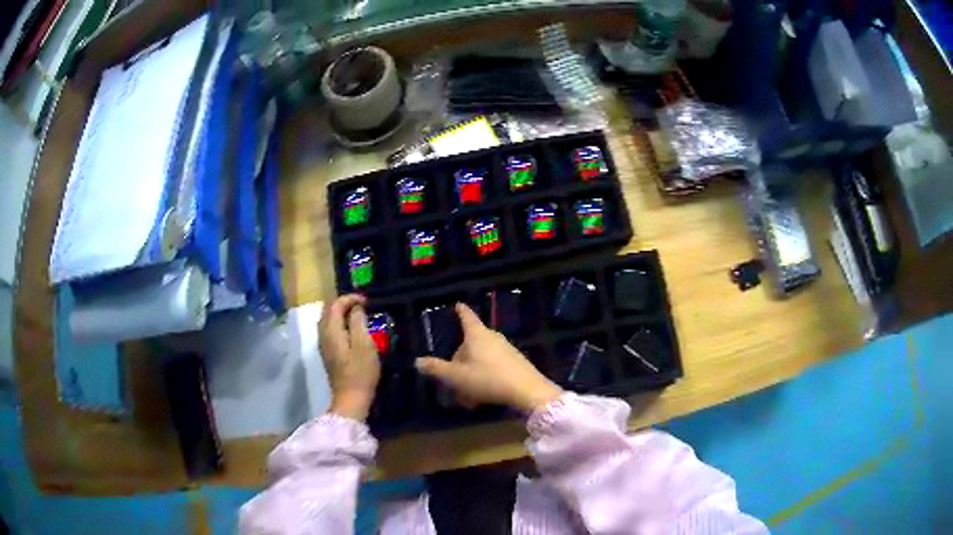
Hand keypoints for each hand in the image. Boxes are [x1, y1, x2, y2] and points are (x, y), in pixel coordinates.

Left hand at [319, 294, 379, 420]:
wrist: (351, 398)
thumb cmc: (360, 371)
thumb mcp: (365, 344)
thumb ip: (358, 321)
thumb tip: (356, 308)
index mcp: (331, 330)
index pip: (335, 304)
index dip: (350, 298)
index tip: (367, 301)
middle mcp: (323, 334)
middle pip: (328, 310)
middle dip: (344, 303)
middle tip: (362, 305)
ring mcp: (323, 345)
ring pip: (328, 320)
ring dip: (341, 314)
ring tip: (358, 315)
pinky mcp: (328, 354)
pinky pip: (330, 330)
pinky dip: (340, 324)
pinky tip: (352, 330)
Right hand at [415, 304, 562, 412]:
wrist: (527, 390)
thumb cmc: (488, 379)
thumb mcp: (457, 377)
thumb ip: (437, 369)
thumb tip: (417, 361)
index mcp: (476, 335)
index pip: (466, 317)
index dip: (460, 311)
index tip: (458, 304)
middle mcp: (492, 337)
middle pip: (470, 343)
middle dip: (459, 360)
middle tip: (450, 379)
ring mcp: (506, 349)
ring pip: (480, 359)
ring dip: (470, 374)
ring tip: (465, 397)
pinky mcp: (515, 362)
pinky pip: (492, 367)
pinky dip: (483, 378)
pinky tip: (480, 398)